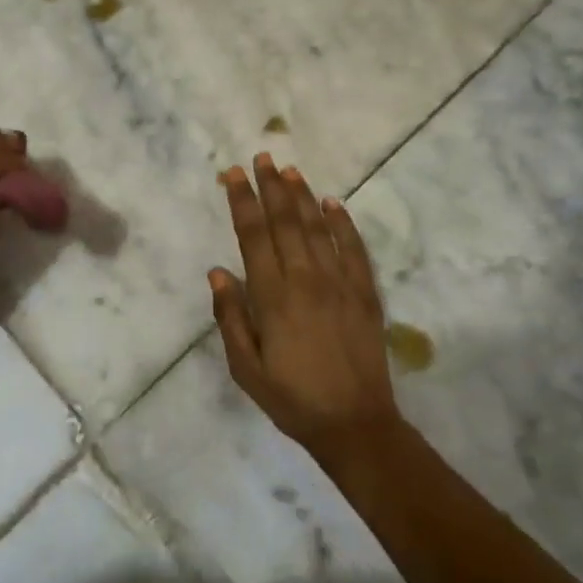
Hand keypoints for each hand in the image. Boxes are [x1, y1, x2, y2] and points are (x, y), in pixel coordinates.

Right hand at [210, 154, 404, 462]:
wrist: (355, 424)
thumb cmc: (292, 399)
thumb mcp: (246, 369)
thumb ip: (230, 317)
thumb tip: (218, 271)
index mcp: (273, 297)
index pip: (253, 236)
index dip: (242, 201)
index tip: (232, 174)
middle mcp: (305, 279)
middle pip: (285, 222)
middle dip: (270, 187)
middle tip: (261, 157)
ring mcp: (339, 283)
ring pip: (317, 228)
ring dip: (302, 196)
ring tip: (290, 170)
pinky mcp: (364, 293)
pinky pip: (353, 249)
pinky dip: (343, 223)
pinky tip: (333, 204)